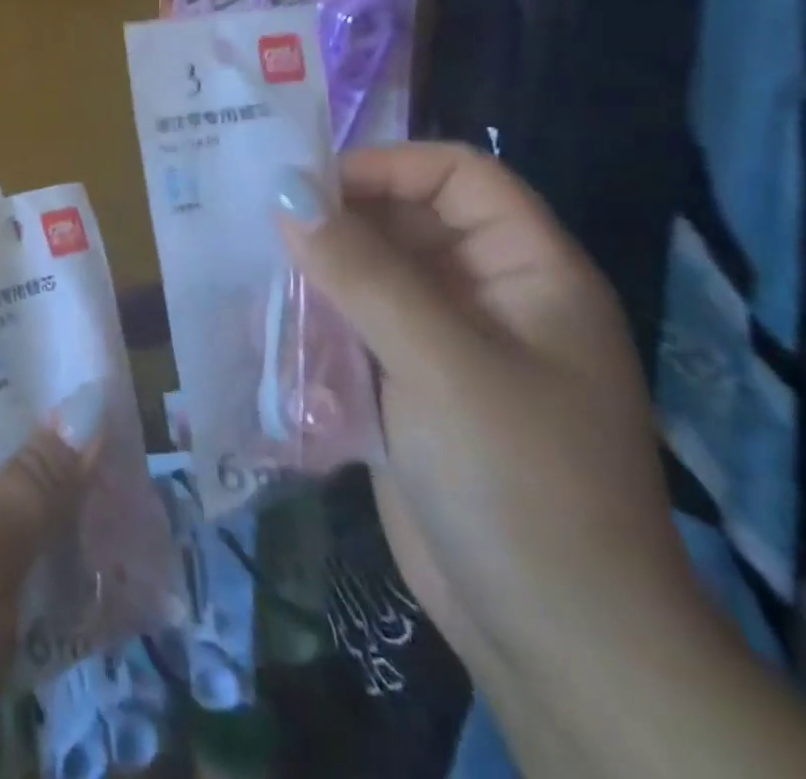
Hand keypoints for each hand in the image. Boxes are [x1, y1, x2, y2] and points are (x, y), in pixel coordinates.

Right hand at [277, 142, 689, 682]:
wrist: (553, 638)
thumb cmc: (519, 481)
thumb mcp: (441, 363)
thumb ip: (361, 270)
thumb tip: (284, 191)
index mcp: (528, 273)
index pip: (459, 176)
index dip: (388, 167)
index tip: (308, 186)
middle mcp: (487, 296)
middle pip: (405, 221)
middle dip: (336, 220)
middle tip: (257, 226)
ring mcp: (445, 343)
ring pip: (369, 273)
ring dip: (315, 271)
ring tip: (251, 273)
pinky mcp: (407, 384)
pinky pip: (352, 325)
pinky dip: (312, 319)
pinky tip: (266, 326)